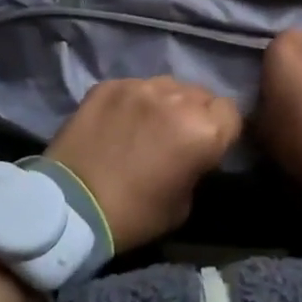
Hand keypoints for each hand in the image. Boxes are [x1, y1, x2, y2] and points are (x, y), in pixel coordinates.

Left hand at [45, 78, 242, 251]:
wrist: (69, 208)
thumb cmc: (134, 215)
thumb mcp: (184, 203)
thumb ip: (197, 166)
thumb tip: (194, 153)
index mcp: (203, 131)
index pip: (231, 113)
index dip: (222, 130)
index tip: (209, 146)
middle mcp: (177, 99)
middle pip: (202, 95)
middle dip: (196, 113)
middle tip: (178, 136)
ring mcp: (140, 86)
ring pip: (169, 85)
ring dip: (167, 103)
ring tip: (148, 124)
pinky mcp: (109, 85)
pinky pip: (134, 86)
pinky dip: (134, 101)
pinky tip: (120, 122)